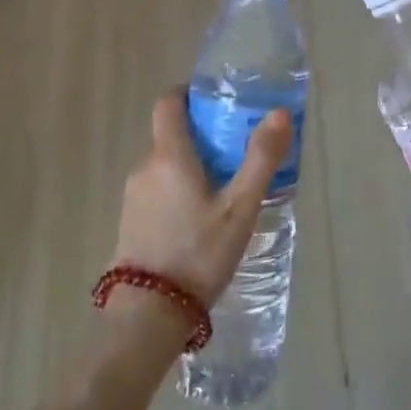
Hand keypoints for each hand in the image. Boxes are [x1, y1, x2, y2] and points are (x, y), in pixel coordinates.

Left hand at [113, 89, 293, 313]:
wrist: (148, 315)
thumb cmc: (199, 253)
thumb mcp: (240, 208)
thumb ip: (260, 159)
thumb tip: (279, 113)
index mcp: (169, 155)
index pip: (169, 103)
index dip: (189, 94)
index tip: (217, 101)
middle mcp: (145, 167)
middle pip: (171, 135)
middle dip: (202, 136)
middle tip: (237, 152)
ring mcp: (133, 196)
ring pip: (165, 166)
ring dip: (191, 167)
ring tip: (225, 191)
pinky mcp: (130, 221)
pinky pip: (158, 190)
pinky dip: (179, 190)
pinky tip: (201, 220)